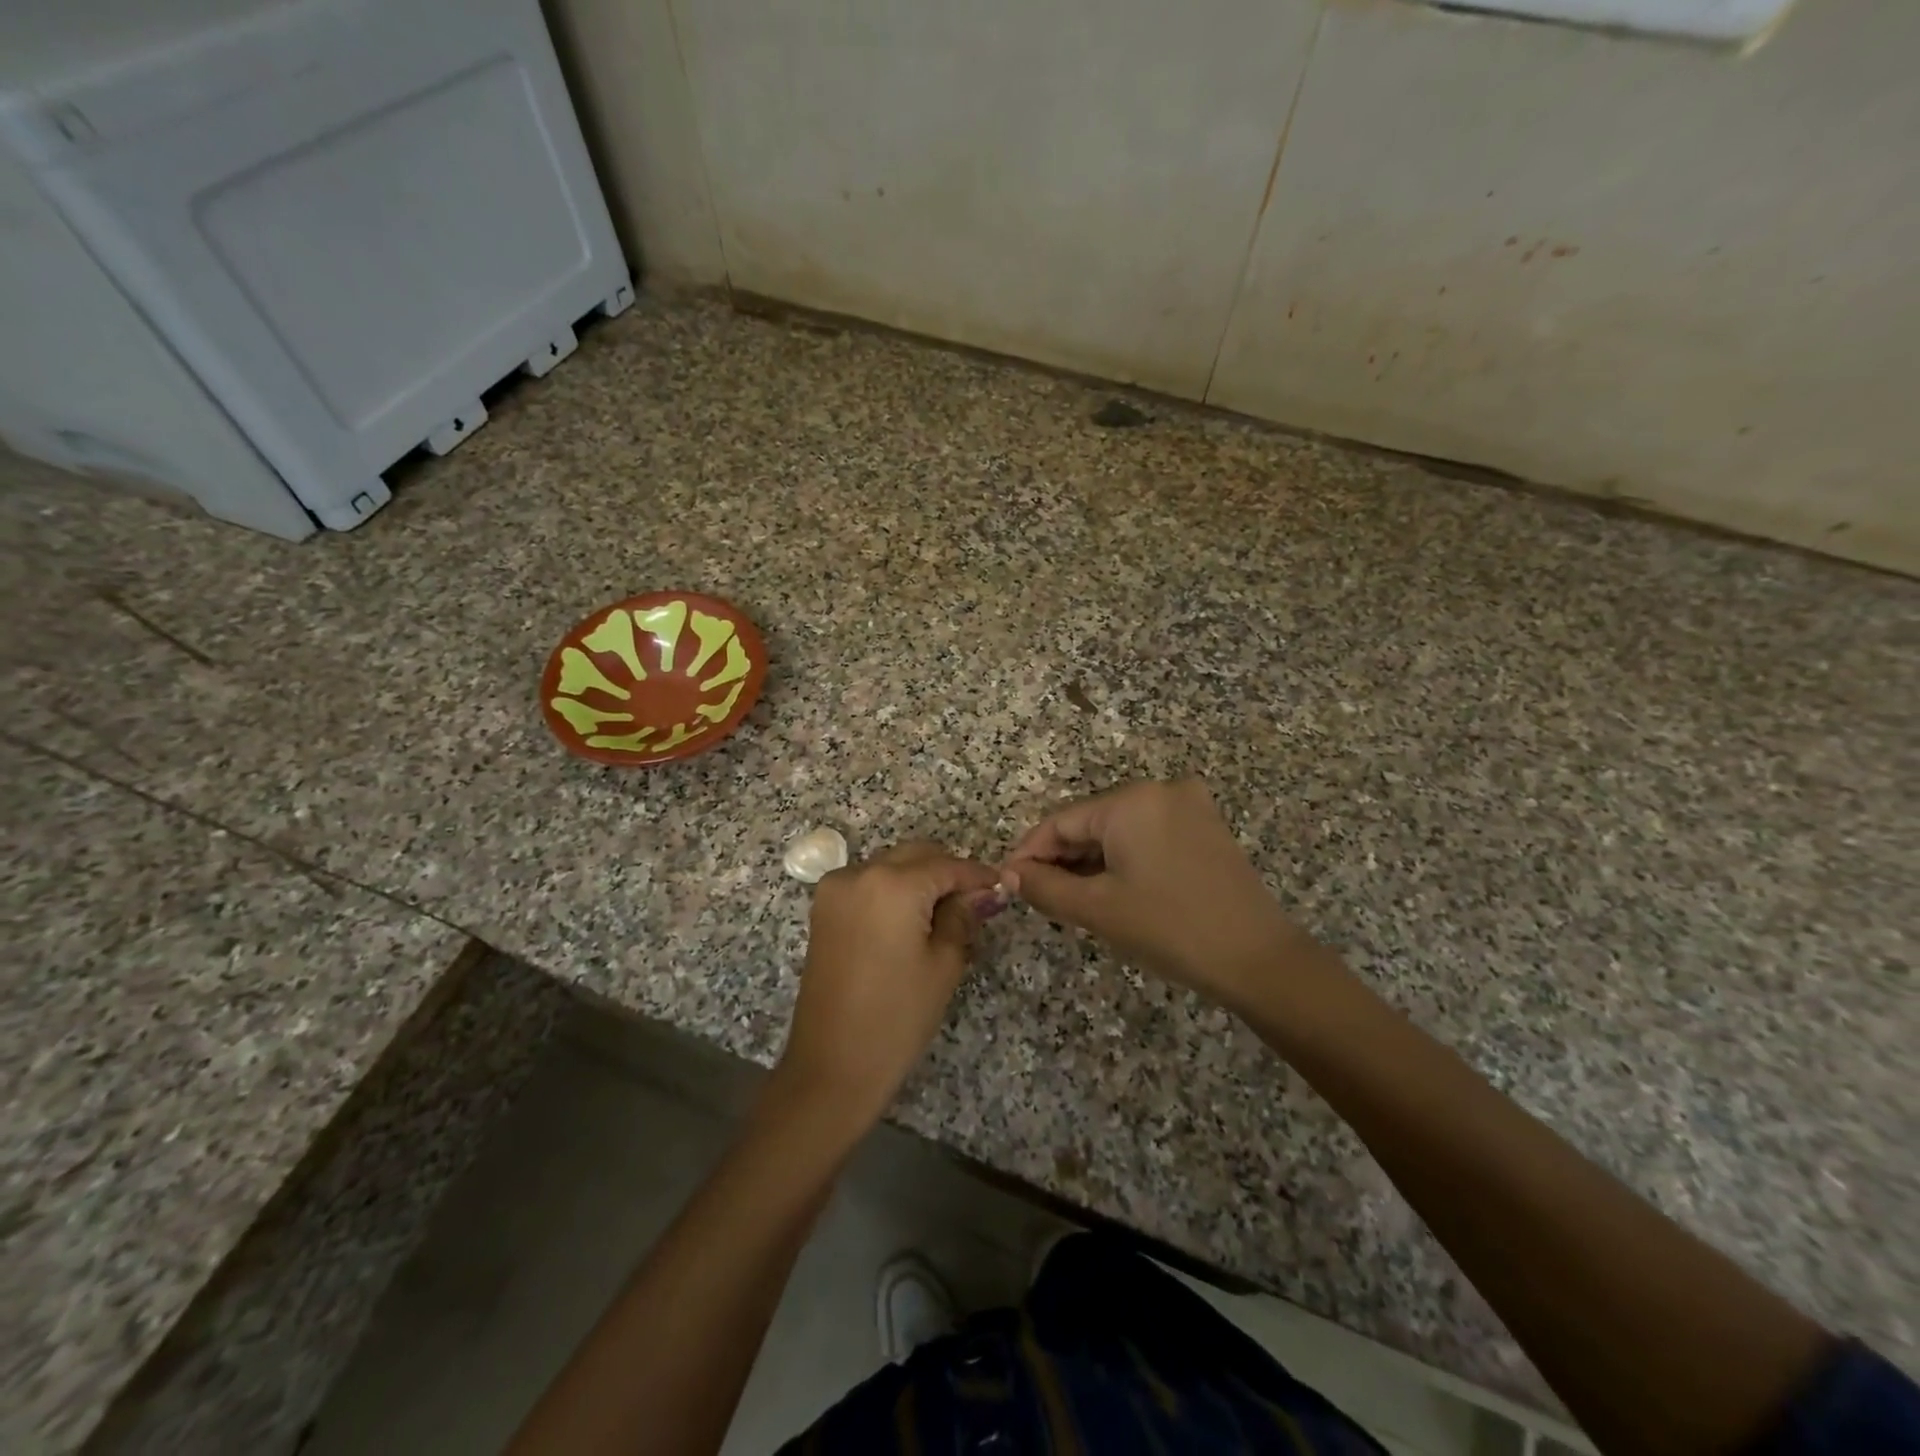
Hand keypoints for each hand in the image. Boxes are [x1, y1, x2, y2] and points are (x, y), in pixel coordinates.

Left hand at [774, 841, 1002, 1128]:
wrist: (831, 1066)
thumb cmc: (897, 1018)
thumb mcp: (943, 964)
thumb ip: (963, 916)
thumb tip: (984, 891)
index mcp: (893, 884)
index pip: (947, 866)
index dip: (978, 875)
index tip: (1001, 886)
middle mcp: (859, 873)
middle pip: (916, 856)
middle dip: (947, 872)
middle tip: (975, 903)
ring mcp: (835, 889)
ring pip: (891, 865)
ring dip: (919, 879)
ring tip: (945, 916)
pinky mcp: (824, 908)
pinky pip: (868, 883)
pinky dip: (893, 891)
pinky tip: (912, 920)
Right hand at [1005, 779, 1323, 1013]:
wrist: (1258, 960)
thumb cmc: (1170, 929)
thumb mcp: (1097, 909)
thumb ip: (1043, 885)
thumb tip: (1008, 873)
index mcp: (1130, 800)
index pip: (1060, 821)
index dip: (1029, 852)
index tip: (1008, 881)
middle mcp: (1160, 789)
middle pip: (1091, 822)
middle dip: (1062, 858)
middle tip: (1038, 896)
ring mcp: (1189, 805)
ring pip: (1119, 829)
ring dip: (1092, 860)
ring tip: (1072, 898)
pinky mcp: (1206, 826)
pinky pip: (1148, 834)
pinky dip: (1124, 858)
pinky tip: (1113, 888)